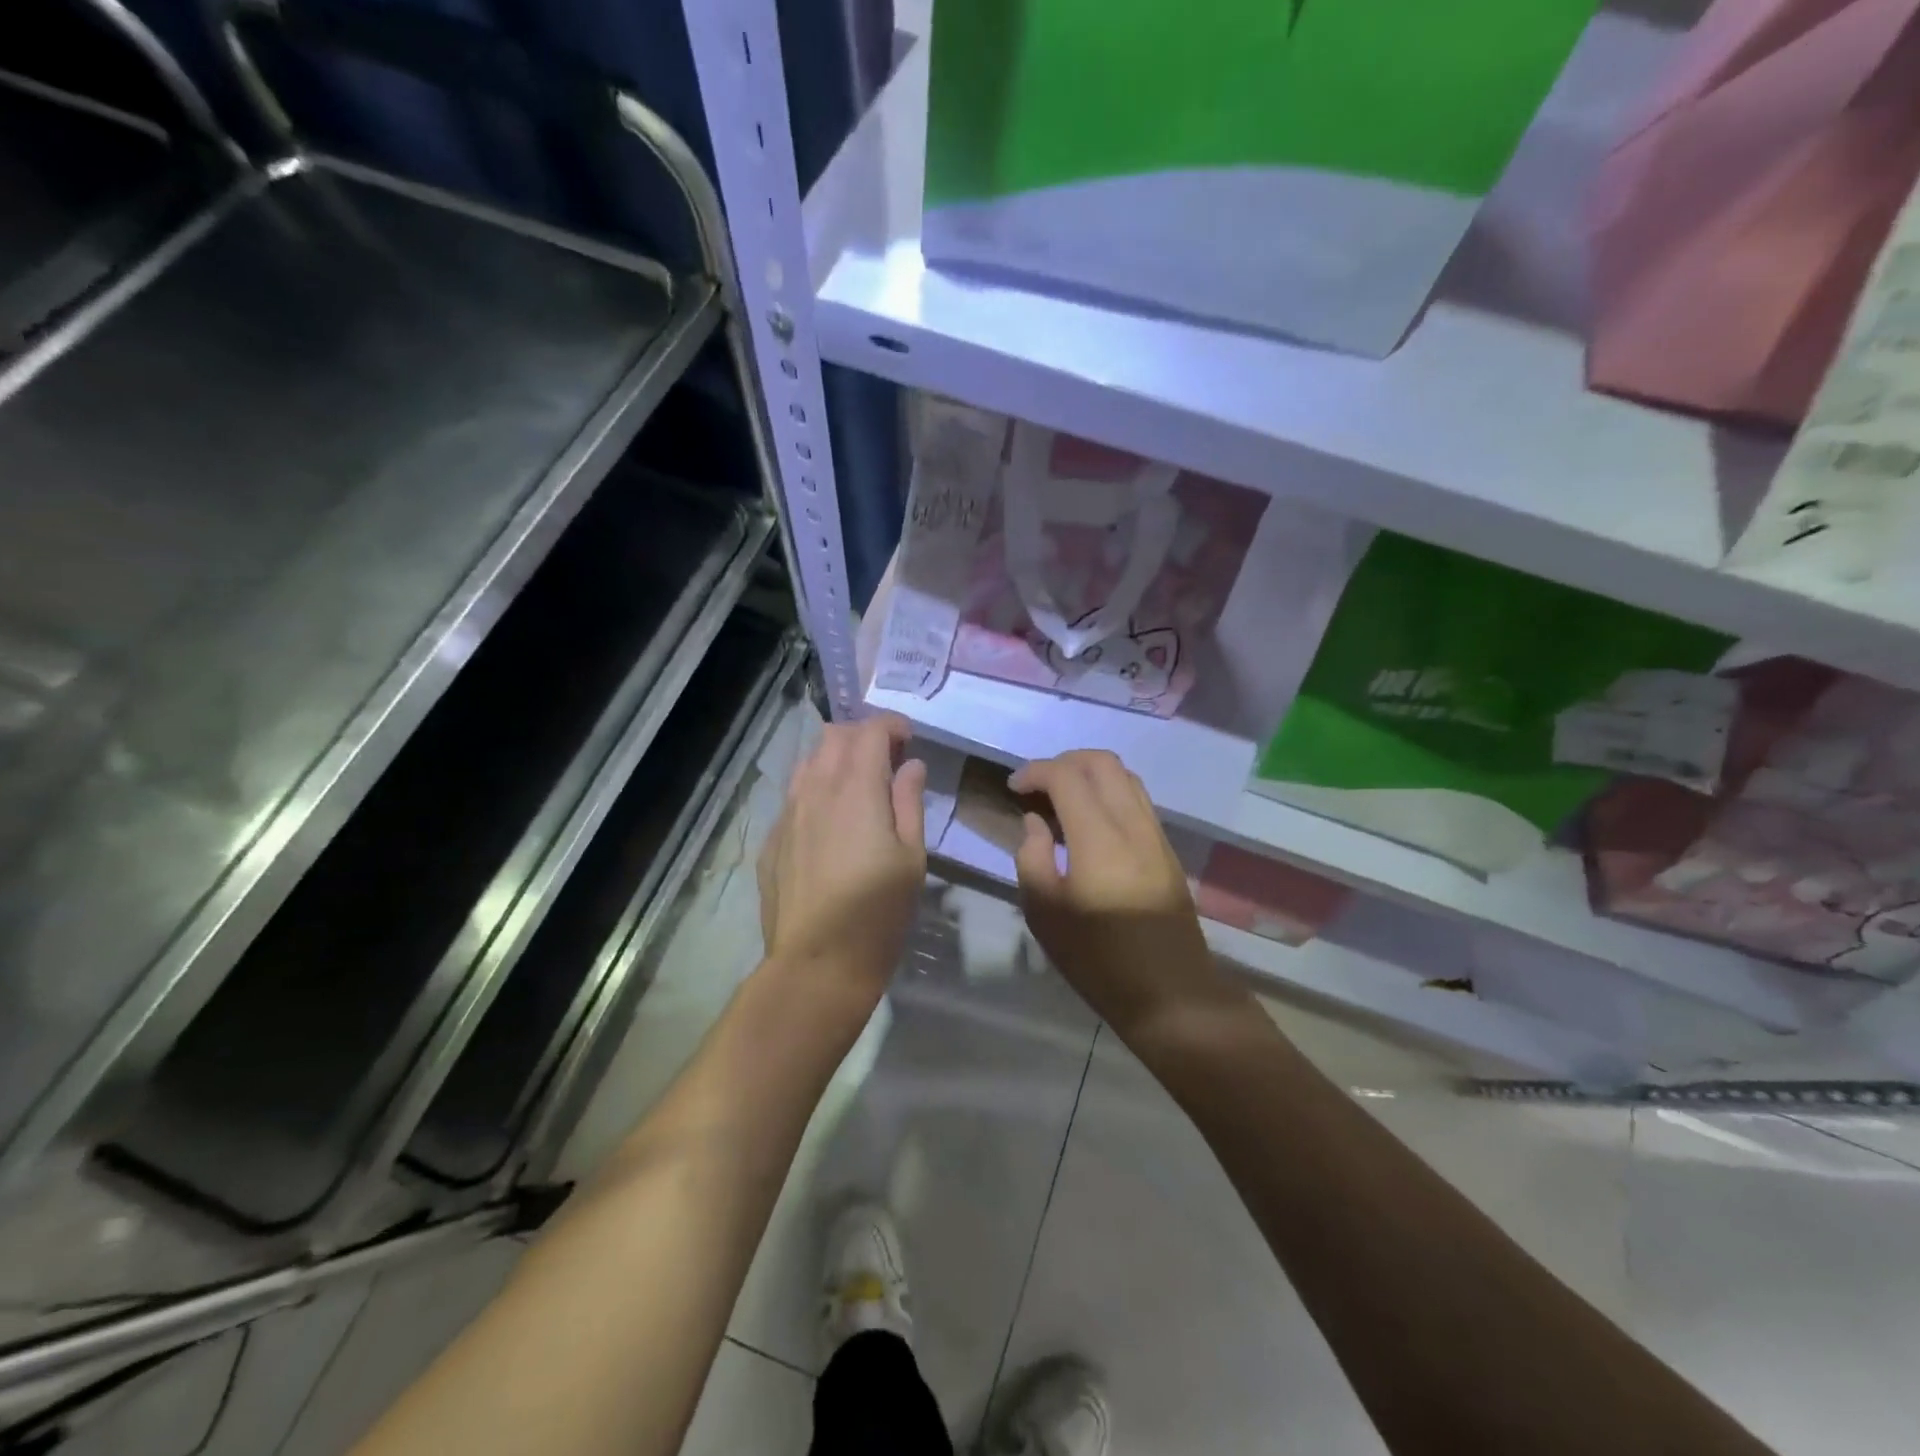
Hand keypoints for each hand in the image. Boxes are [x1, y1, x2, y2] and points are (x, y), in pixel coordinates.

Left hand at [758, 714, 926, 1012]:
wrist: (817, 963)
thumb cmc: (878, 911)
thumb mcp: (911, 858)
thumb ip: (909, 803)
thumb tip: (910, 766)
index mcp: (856, 789)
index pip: (870, 731)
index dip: (892, 726)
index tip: (909, 740)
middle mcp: (815, 790)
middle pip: (834, 736)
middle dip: (863, 736)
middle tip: (887, 760)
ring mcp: (787, 814)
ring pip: (808, 763)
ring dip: (835, 760)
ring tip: (857, 787)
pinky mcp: (772, 840)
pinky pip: (793, 797)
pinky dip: (816, 792)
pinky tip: (830, 824)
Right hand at [1009, 750, 1228, 1033]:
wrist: (1171, 994)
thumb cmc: (1098, 960)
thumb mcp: (1045, 914)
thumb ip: (1032, 857)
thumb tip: (1035, 822)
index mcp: (1099, 839)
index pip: (1067, 776)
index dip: (1035, 772)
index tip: (1013, 787)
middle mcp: (1133, 825)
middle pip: (1102, 762)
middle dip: (1064, 761)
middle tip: (1037, 786)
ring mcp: (1156, 835)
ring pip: (1125, 776)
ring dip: (1089, 774)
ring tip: (1061, 799)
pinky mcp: (1167, 849)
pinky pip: (1137, 799)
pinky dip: (1109, 793)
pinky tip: (1089, 821)